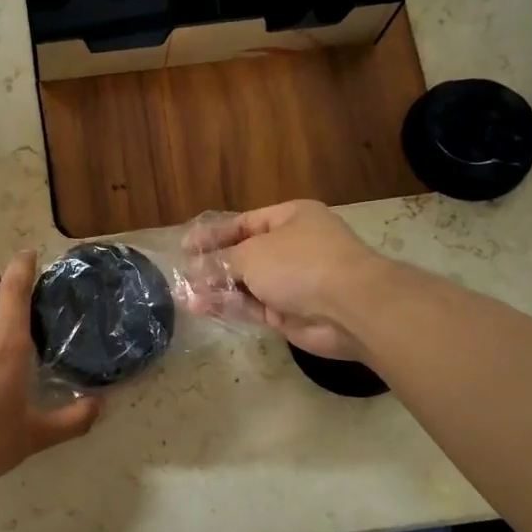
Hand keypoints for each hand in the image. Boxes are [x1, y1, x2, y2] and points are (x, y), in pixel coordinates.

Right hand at [185, 200, 388, 362]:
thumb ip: (221, 261)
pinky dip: (229, 306)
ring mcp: (291, 282)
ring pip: (246, 284)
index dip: (213, 234)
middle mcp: (291, 247)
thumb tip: (196, 270)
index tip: (185, 247)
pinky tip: (201, 307)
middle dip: (213, 265)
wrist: (348, 307)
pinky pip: (252, 306)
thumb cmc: (299, 264)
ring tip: (185, 295)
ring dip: (217, 288)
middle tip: (183, 275)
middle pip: (244, 255)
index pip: (244, 223)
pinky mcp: (288, 313)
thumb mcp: (252, 253)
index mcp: (290, 218)